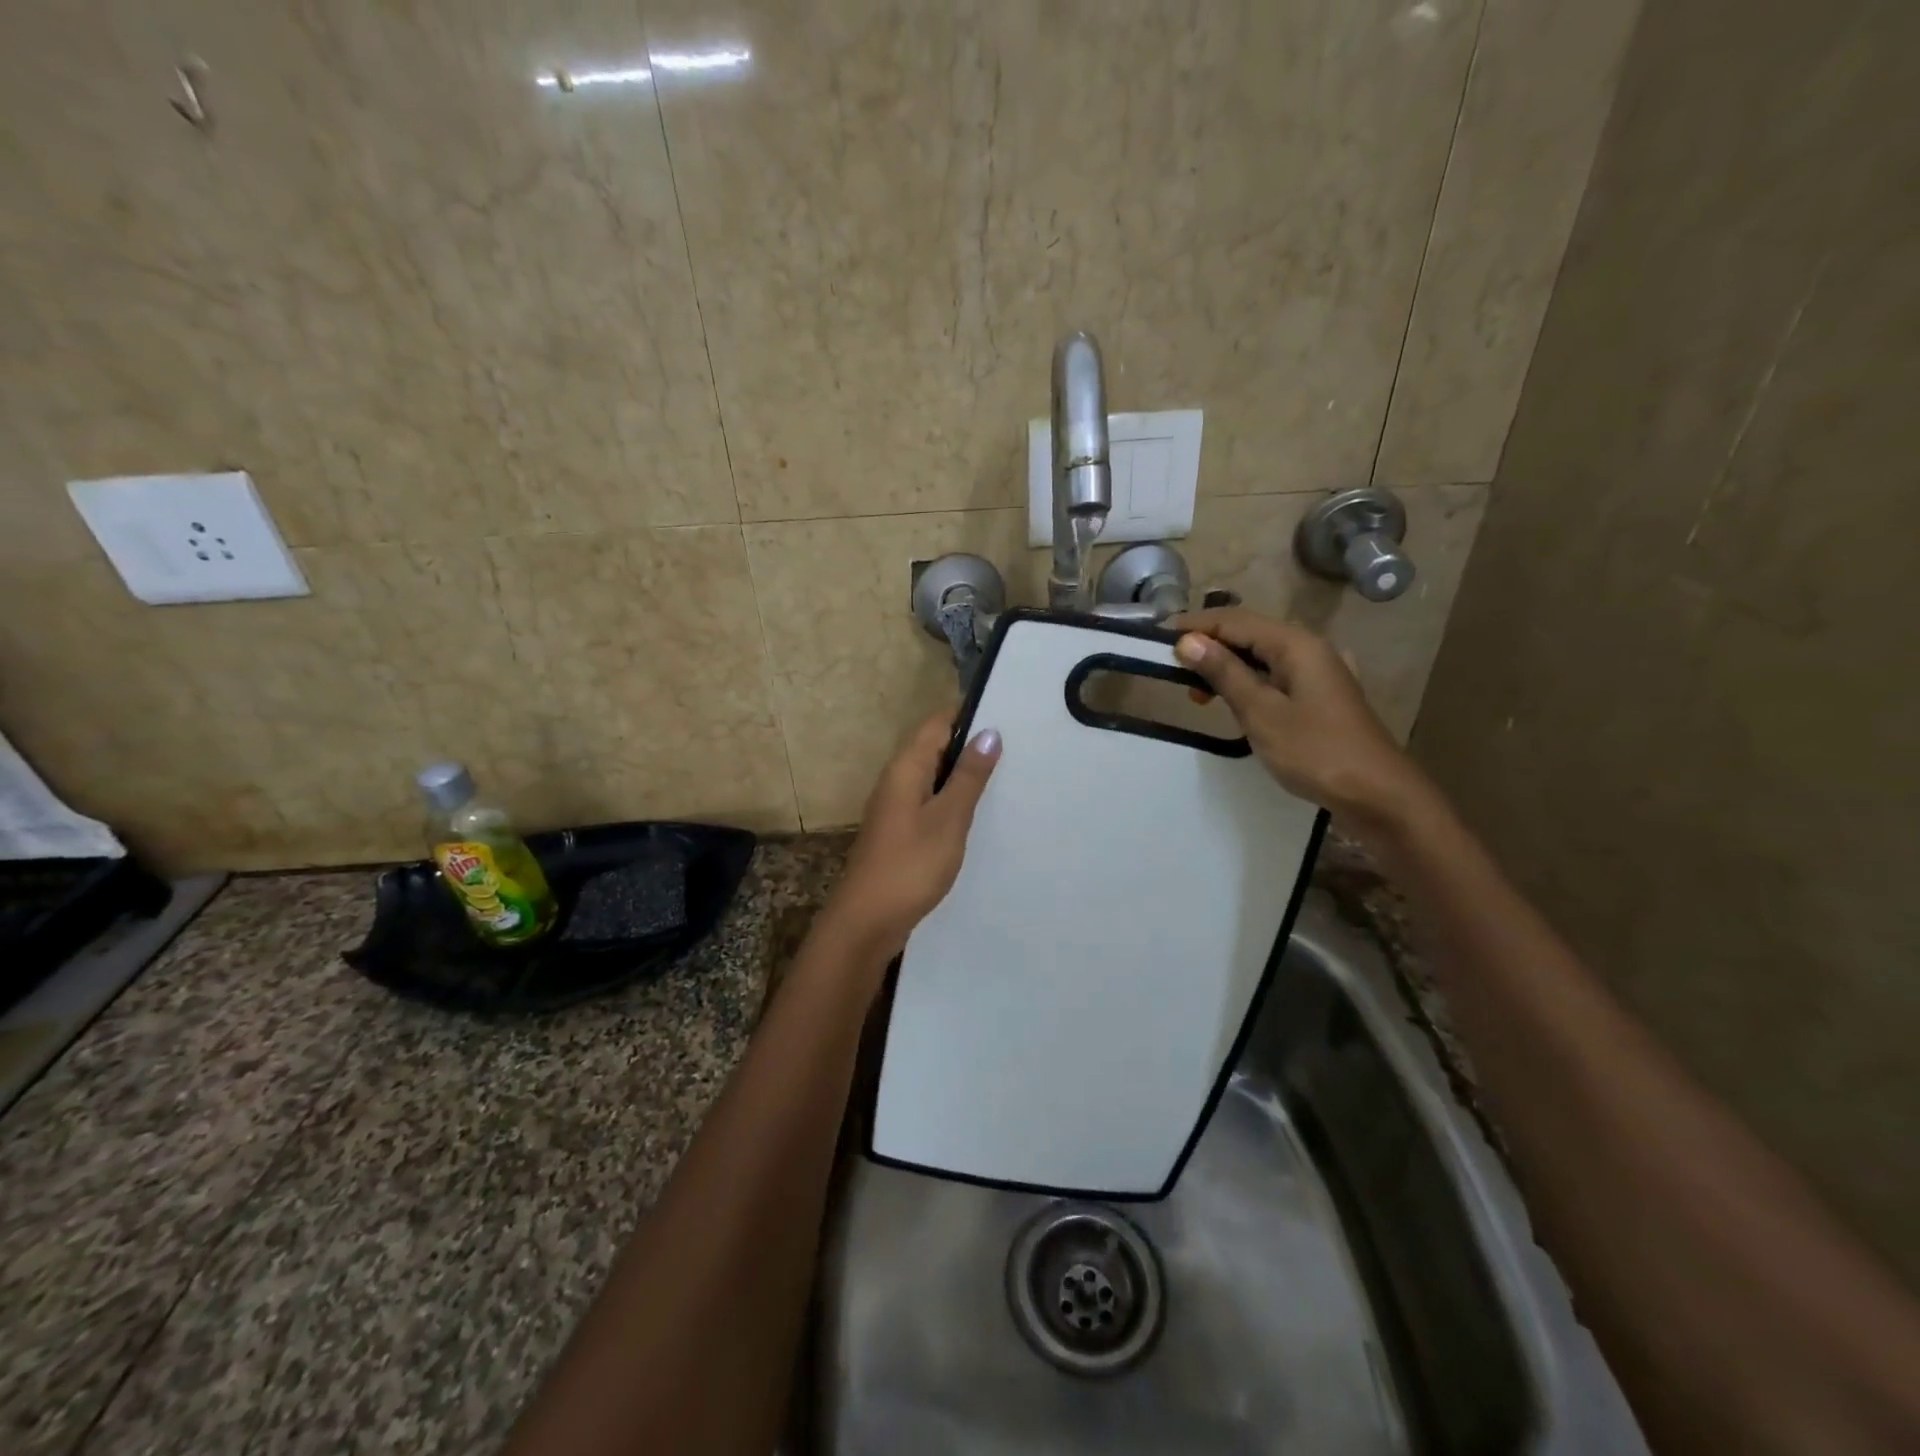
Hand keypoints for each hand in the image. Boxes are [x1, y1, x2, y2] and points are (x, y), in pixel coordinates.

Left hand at [822, 710, 1001, 960]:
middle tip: (1019, 747)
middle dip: (971, 745)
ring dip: (964, 775)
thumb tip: (989, 732)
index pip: (937, 723)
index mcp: (906, 768)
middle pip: (935, 747)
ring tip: (1008, 776)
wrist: (868, 922)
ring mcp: (896, 808)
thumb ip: (968, 776)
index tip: (1009, 715)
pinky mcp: (900, 833)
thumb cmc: (910, 865)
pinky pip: (930, 803)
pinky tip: (978, 814)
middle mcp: (897, 780)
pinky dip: (953, 801)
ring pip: (934, 777)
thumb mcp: (948, 818)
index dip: (969, 715)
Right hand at [1169, 608, 1438, 842]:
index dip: (1194, 625)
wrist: (1376, 793)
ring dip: (1225, 666)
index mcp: (1295, 644)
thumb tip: (1187, 641)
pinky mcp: (1318, 694)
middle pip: (1248, 633)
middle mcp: (1308, 647)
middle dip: (1207, 645)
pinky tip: (1231, 701)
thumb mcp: (1260, 712)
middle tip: (1171, 669)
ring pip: (1260, 655)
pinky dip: (1246, 681)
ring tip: (1196, 693)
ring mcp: (1317, 671)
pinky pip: (1273, 674)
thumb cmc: (1314, 750)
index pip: (1234, 620)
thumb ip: (1224, 673)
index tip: (1156, 638)